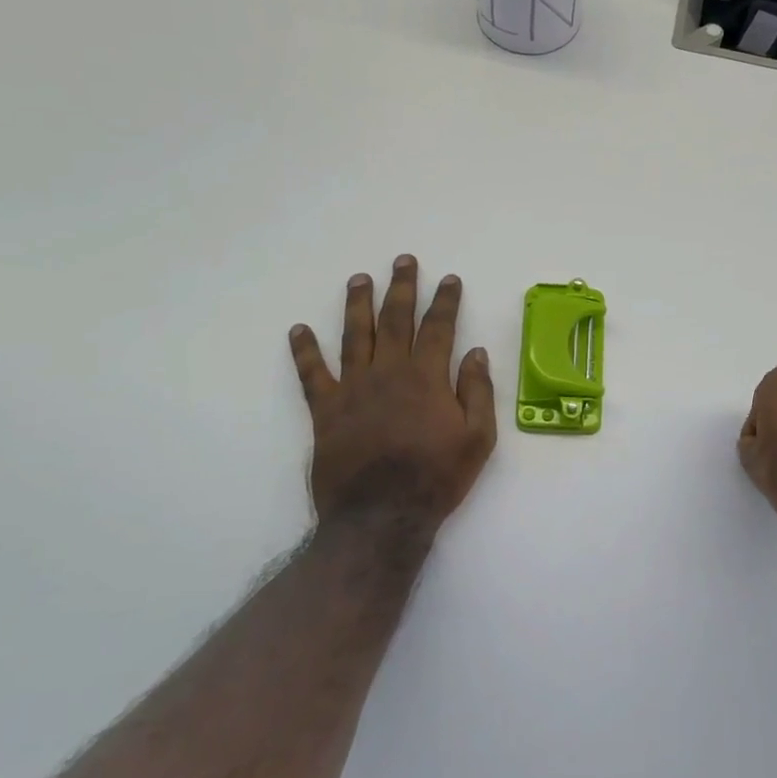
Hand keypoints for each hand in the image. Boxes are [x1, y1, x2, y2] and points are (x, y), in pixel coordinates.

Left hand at [289, 255, 496, 534]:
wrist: (382, 517)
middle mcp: (389, 373)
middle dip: (401, 287)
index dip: (445, 301)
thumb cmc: (436, 478)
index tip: (449, 279)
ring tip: (359, 279)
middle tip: (403, 261)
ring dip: (358, 305)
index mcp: (427, 378)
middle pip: (395, 320)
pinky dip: (304, 351)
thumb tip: (475, 352)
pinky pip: (312, 374)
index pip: (438, 328)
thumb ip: (477, 391)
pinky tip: (298, 330)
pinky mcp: (326, 411)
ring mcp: (353, 389)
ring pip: (355, 336)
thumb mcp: (478, 438)